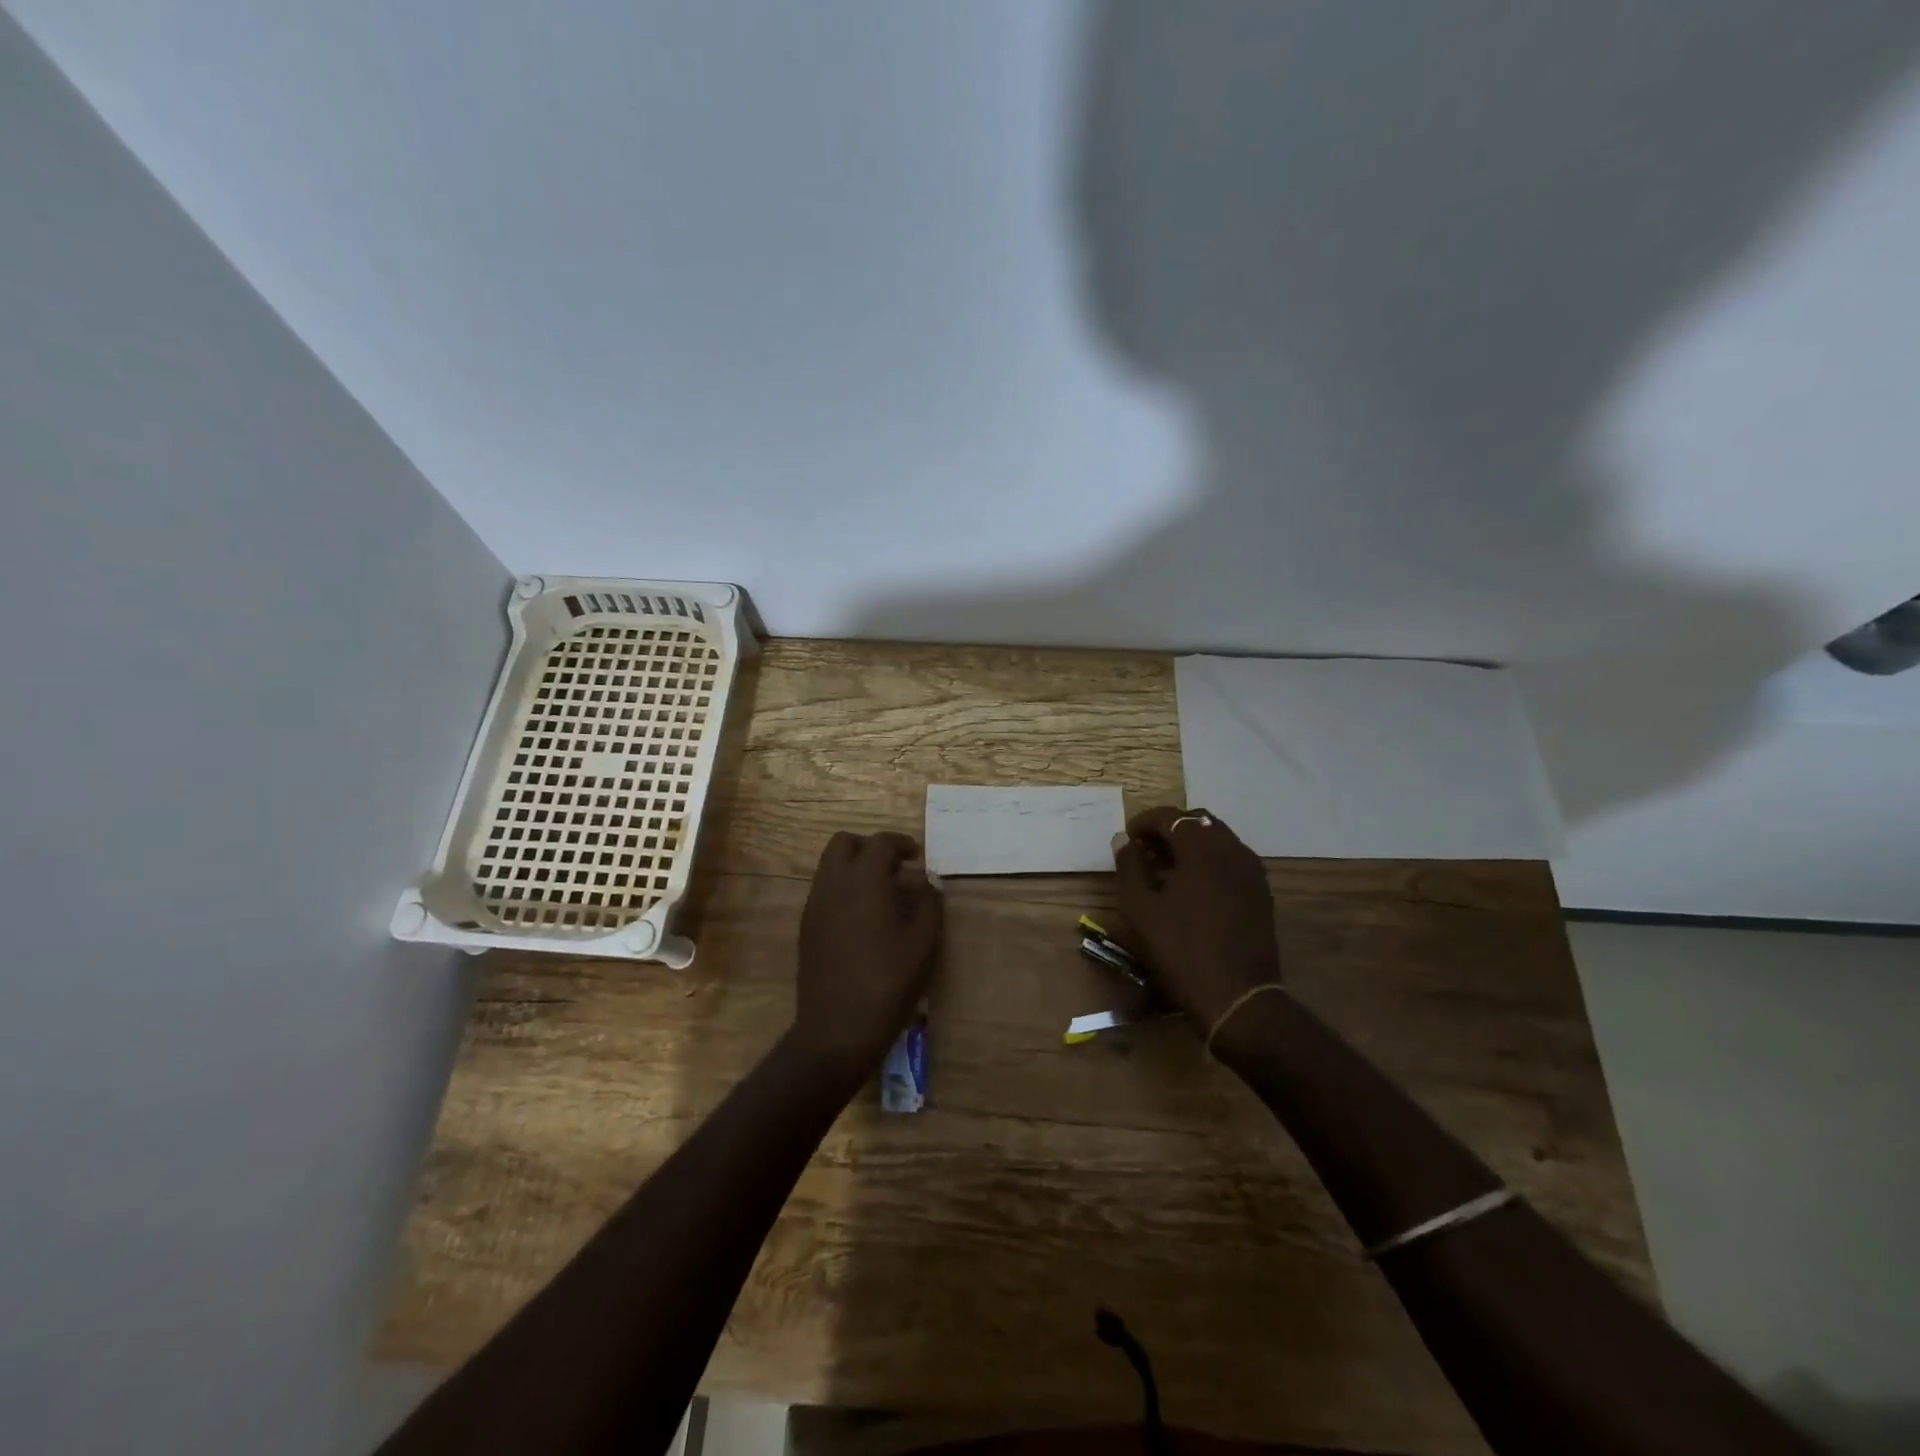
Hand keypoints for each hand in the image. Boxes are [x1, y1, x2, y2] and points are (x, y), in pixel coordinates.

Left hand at [791, 830, 943, 1082]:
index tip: (916, 857)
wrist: (837, 1028)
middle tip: (893, 867)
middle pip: (843, 843)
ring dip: (853, 867)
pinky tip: (862, 917)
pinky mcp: (806, 927)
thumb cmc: (888, 982)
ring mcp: (815, 906)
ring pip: (828, 865)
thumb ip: (929, 904)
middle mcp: (833, 884)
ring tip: (880, 892)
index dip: (901, 844)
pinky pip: (823, 890)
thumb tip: (926, 882)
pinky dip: (842, 889)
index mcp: (864, 881)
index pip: (880, 843)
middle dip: (869, 847)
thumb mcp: (923, 943)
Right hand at [1113, 807, 1280, 1030]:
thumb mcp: (1141, 908)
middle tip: (1145, 850)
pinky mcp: (1261, 892)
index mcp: (1202, 848)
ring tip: (1166, 869)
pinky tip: (1192, 887)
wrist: (1238, 997)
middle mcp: (1232, 849)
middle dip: (1169, 830)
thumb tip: (1123, 840)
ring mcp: (1252, 871)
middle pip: (1198, 822)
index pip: (1170, 817)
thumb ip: (1129, 866)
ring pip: (1218, 839)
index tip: (1127, 838)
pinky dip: (1209, 861)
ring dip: (1190, 845)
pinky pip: (1231, 860)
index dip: (1144, 822)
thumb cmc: (1181, 950)